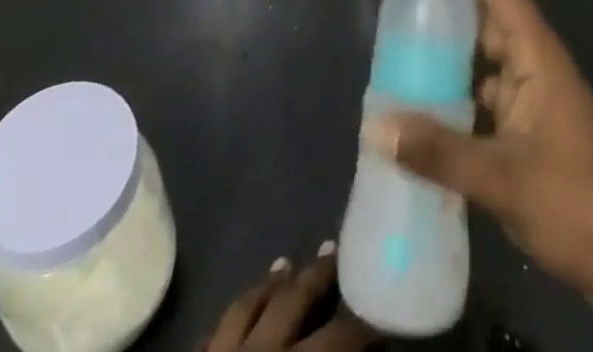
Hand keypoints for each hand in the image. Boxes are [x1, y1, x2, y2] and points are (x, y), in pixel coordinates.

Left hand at [202, 245, 377, 351]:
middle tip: (334, 251)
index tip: (379, 318)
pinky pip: (212, 332)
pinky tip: (239, 310)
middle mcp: (261, 351)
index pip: (339, 338)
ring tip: (285, 264)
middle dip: (317, 276)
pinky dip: (231, 319)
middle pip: (293, 302)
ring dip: (270, 284)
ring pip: (248, 305)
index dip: (362, 328)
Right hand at [363, 0, 592, 313]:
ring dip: (444, 43)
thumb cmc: (579, 206)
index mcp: (535, 52)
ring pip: (480, 50)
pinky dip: (451, 85)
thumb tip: (374, 126)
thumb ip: (440, 153)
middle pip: (484, 8)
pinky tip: (418, 101)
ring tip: (394, 44)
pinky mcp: (524, 123)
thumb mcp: (506, 181)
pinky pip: (480, 86)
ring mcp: (529, 91)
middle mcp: (531, 60)